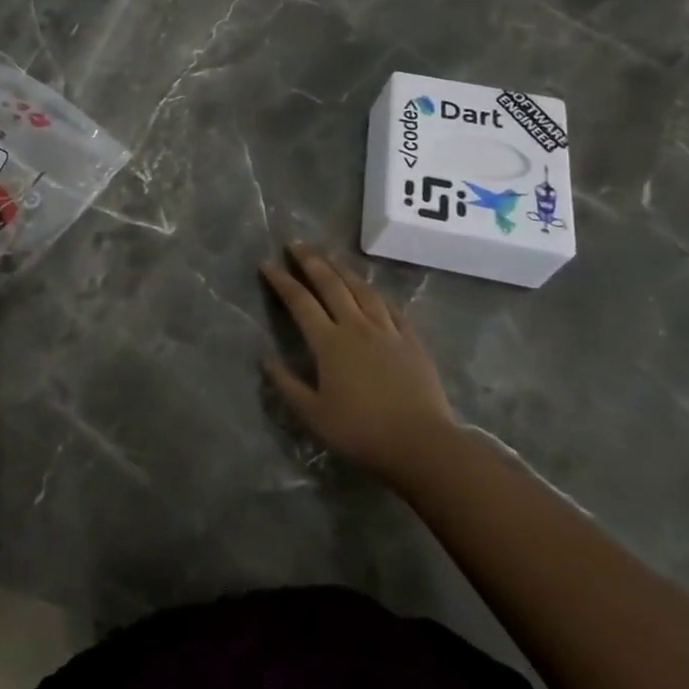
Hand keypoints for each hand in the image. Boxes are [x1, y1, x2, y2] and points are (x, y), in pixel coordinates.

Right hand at [261, 244, 456, 486]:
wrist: (421, 444)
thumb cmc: (361, 432)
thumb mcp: (313, 415)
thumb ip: (287, 385)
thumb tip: (266, 359)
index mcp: (329, 342)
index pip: (300, 302)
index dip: (282, 281)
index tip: (267, 264)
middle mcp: (356, 327)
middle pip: (331, 285)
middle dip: (311, 261)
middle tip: (296, 244)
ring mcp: (387, 331)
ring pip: (362, 290)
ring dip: (343, 269)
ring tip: (330, 256)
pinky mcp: (411, 342)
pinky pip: (391, 309)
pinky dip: (377, 295)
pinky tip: (372, 291)